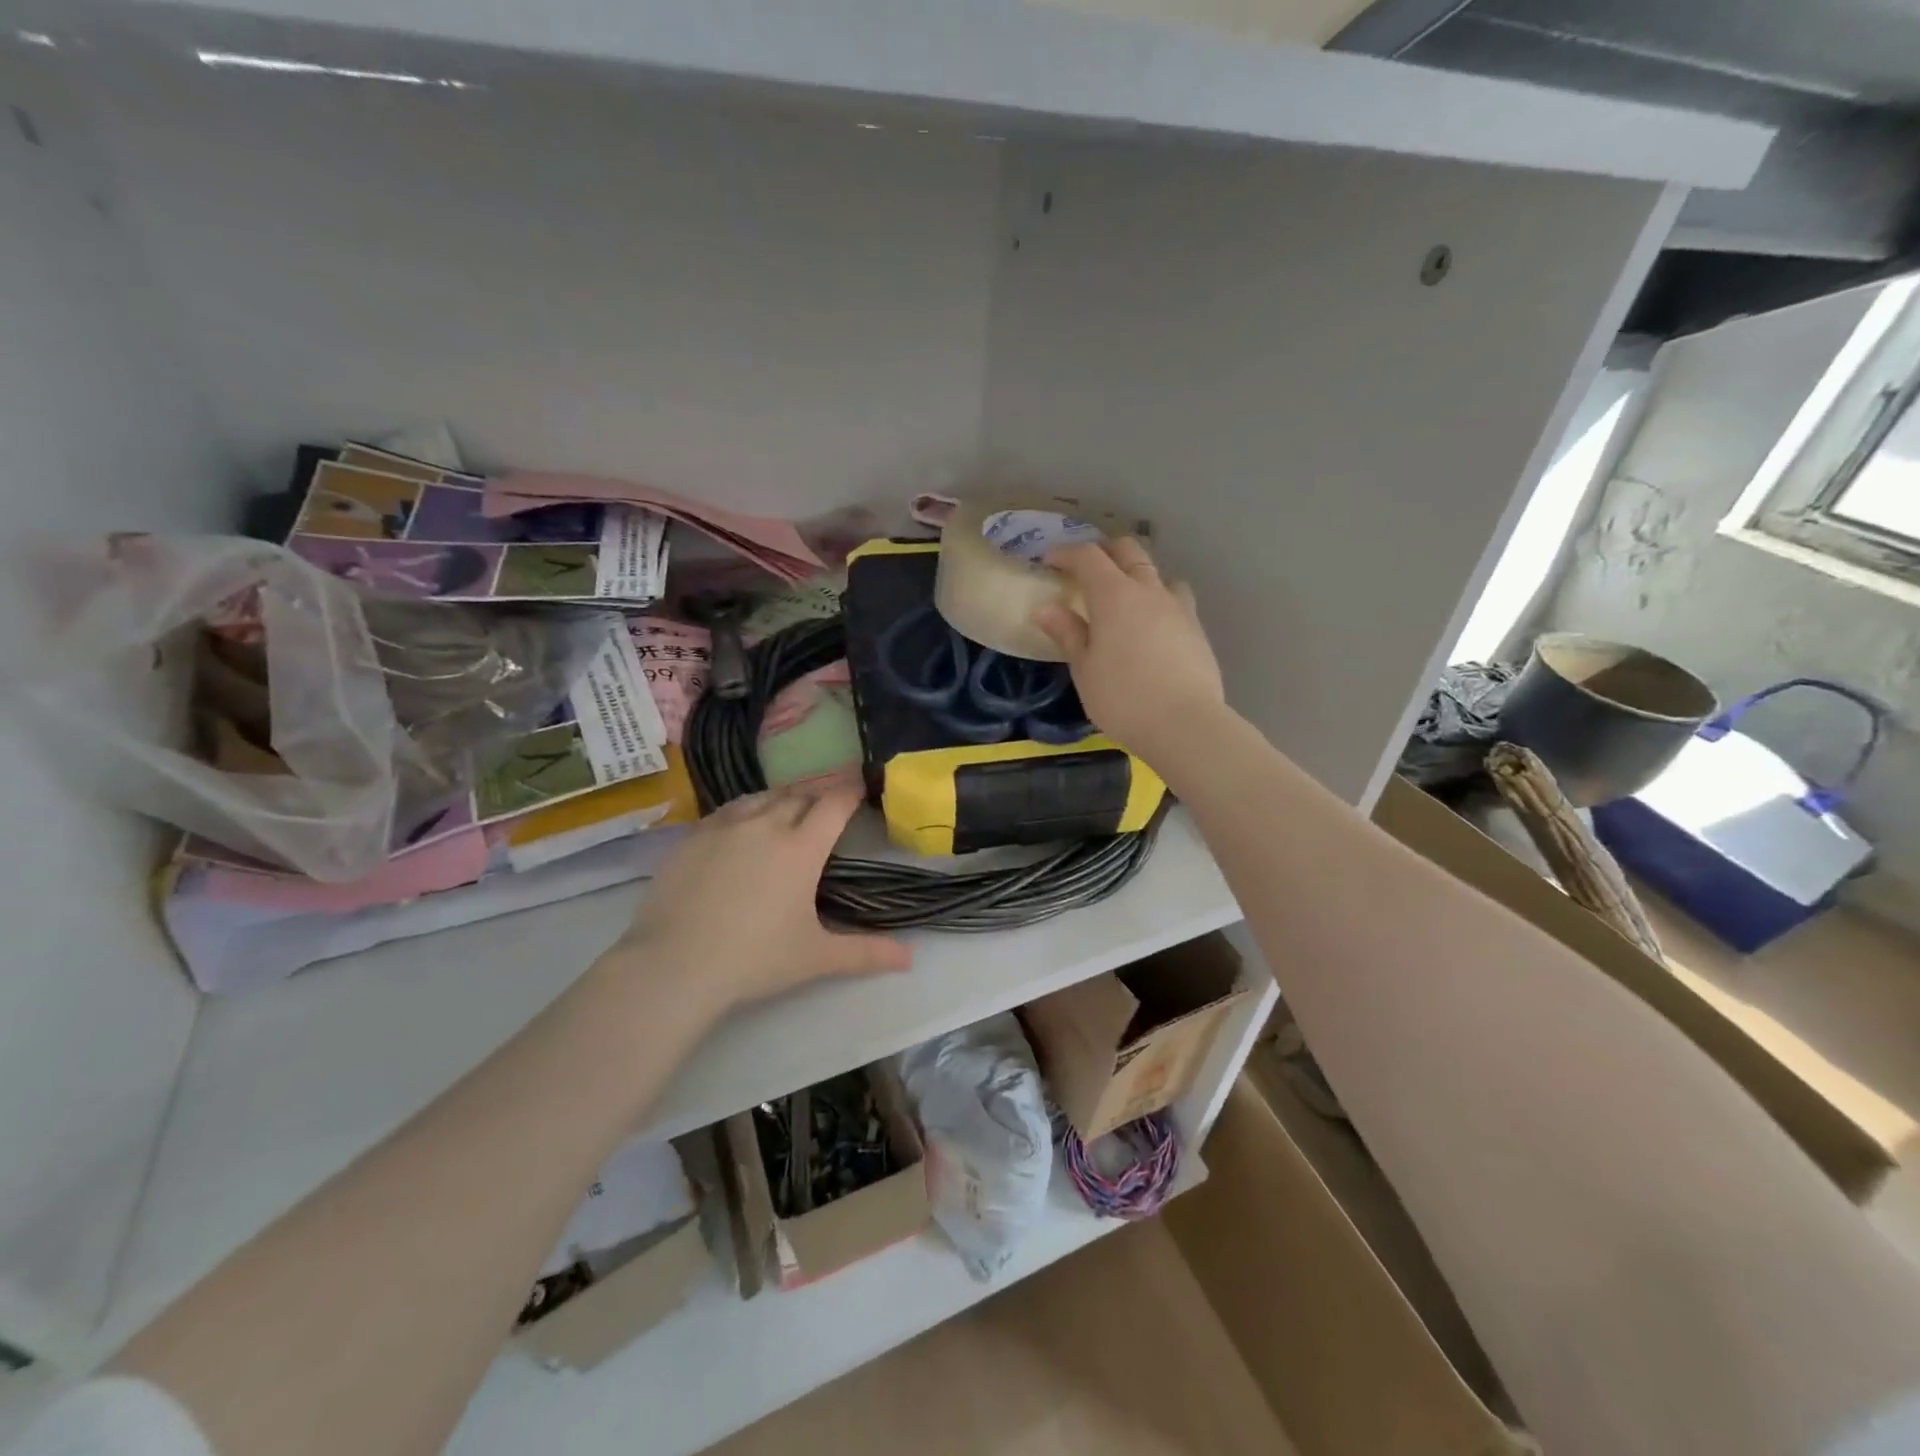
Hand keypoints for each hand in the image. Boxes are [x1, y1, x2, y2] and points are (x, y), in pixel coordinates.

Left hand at [608, 776, 910, 1016]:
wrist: (673, 965)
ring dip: (781, 799)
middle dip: (817, 796)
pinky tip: (742, 825)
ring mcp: (725, 826)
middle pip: (799, 795)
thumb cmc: (754, 960)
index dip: (850, 791)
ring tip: (787, 810)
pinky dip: (745, 810)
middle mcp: (766, 825)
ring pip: (762, 797)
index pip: (834, 804)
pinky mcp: (692, 836)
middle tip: (826, 806)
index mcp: (801, 848)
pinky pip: (727, 810)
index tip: (860, 786)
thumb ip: (866, 953)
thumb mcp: (816, 958)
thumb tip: (911, 959)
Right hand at [1034, 537, 1225, 764]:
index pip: (1088, 556)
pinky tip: (1152, 625)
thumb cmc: (1122, 697)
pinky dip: (1157, 599)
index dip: (1066, 553)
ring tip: (1124, 597)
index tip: (1050, 561)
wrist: (1185, 723)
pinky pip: (1175, 598)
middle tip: (1086, 570)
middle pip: (1128, 551)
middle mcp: (1149, 590)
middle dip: (1104, 552)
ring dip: (1137, 574)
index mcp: (1114, 595)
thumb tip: (1045, 608)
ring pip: (1157, 572)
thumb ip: (1067, 633)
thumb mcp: (1084, 668)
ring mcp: (1178, 607)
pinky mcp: (1197, 628)